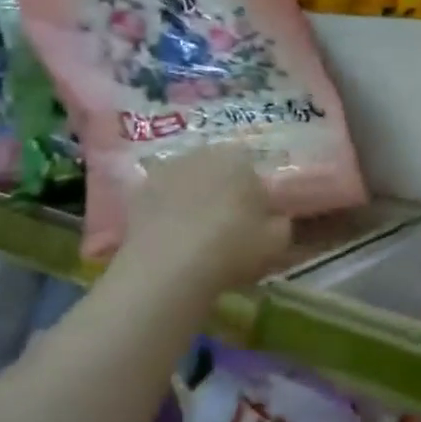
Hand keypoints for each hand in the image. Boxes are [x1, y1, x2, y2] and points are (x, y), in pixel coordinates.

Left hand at [119, 145, 290, 291]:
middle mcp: (202, 153)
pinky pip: (162, 199)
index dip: (254, 194)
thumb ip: (281, 222)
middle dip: (223, 191)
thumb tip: (276, 217)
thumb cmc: (233, 247)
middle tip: (227, 227)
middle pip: (218, 170)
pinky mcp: (138, 192)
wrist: (169, 268)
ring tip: (196, 235)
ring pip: (188, 182)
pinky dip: (167, 213)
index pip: (252, 168)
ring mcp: (166, 169)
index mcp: (239, 157)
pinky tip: (172, 239)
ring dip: (193, 199)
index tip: (255, 220)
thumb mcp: (277, 240)